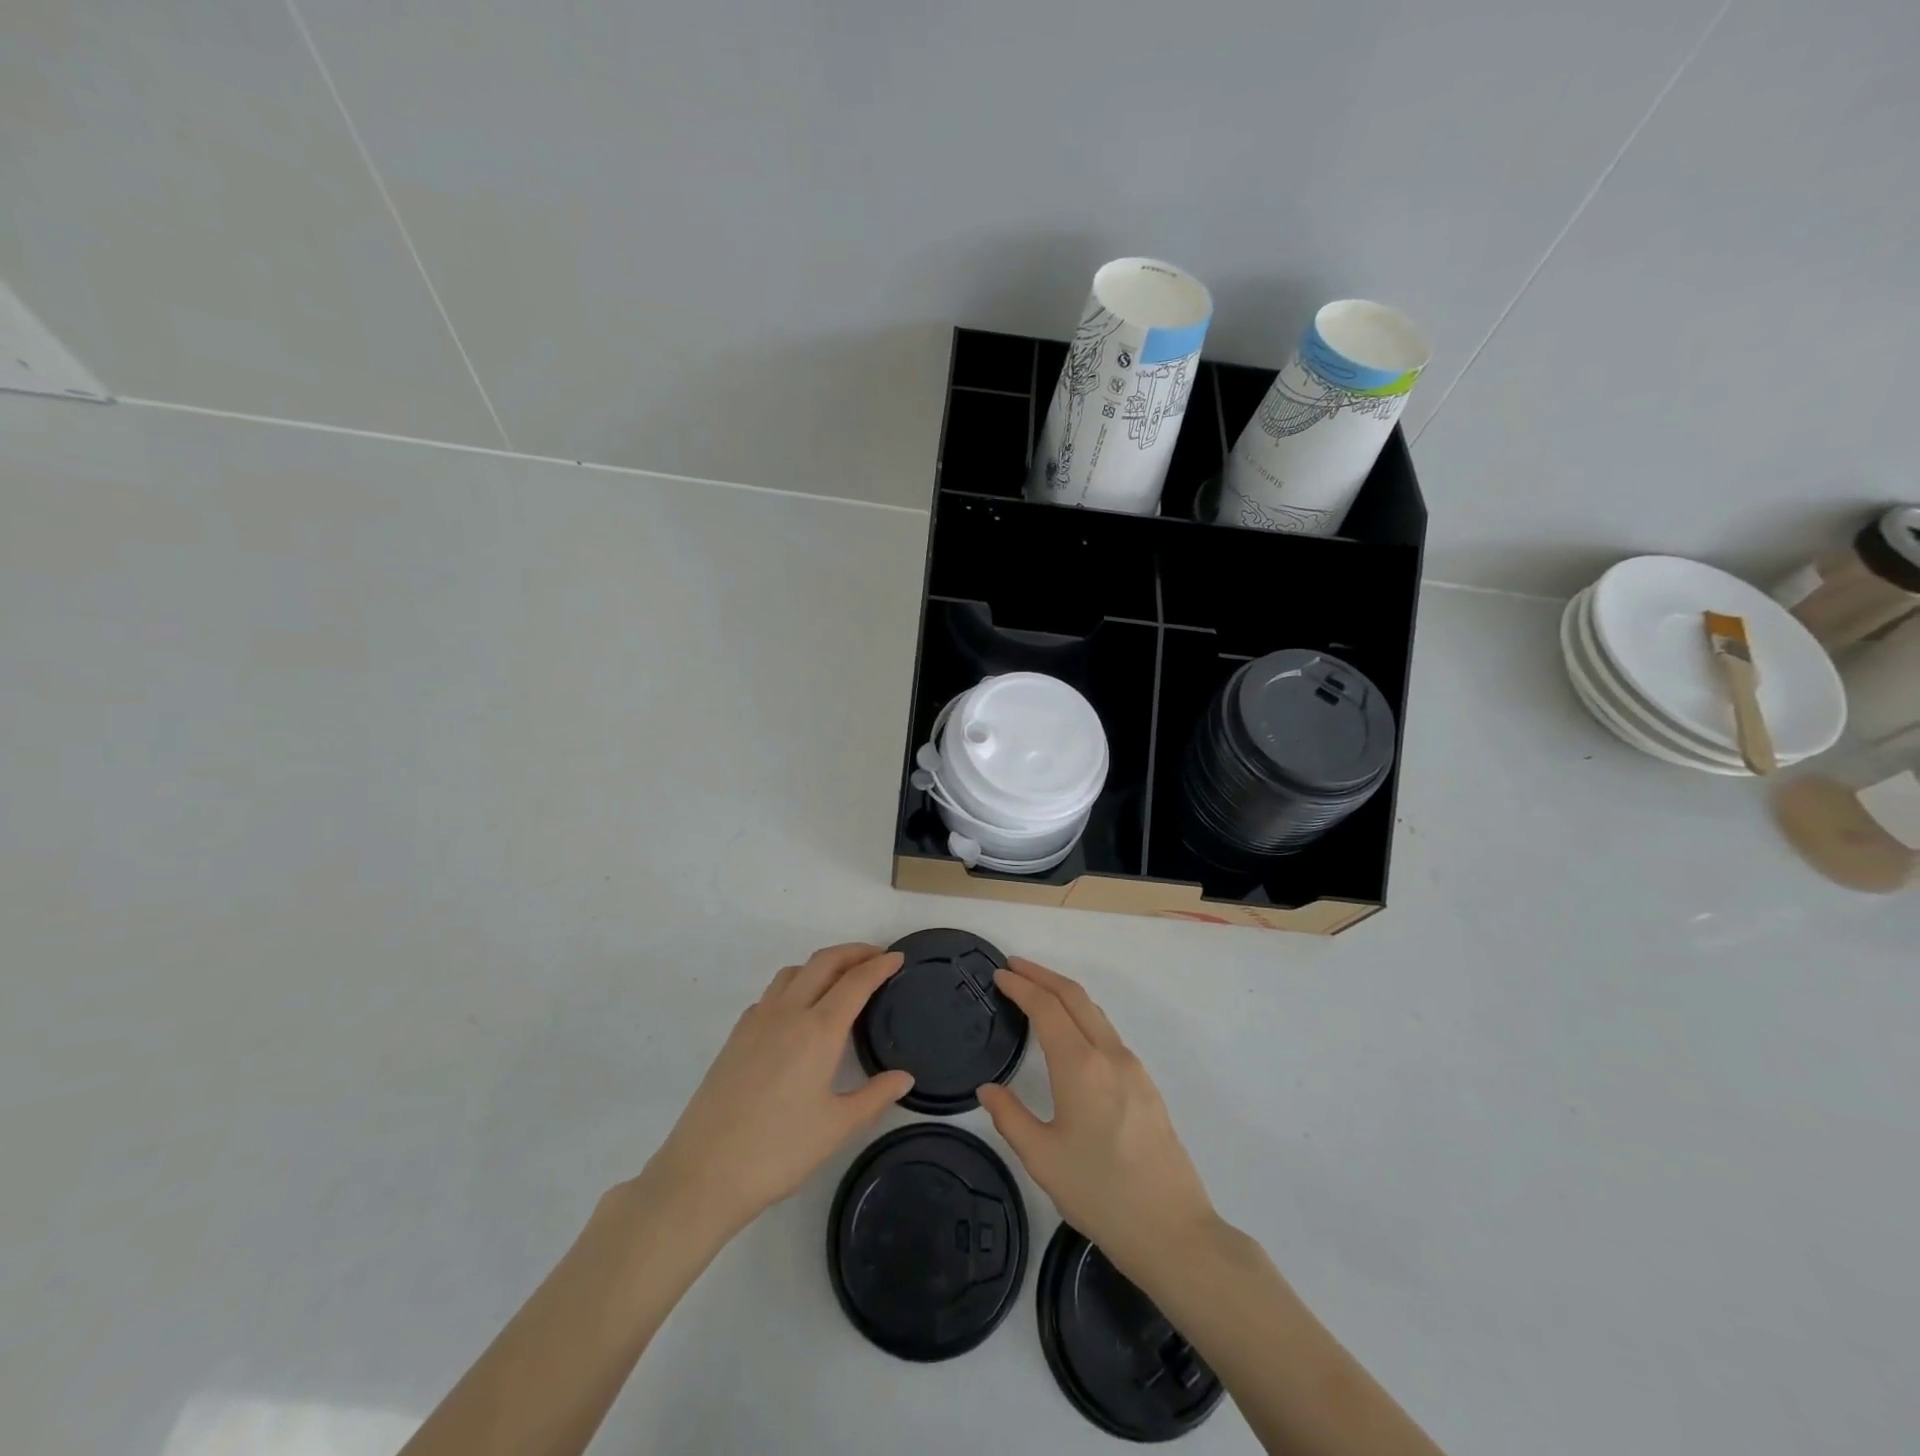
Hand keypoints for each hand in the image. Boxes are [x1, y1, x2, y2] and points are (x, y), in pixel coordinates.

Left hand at [639, 944, 913, 1233]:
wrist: (703, 1173)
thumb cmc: (778, 1151)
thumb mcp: (837, 1128)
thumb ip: (875, 1096)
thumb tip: (905, 1077)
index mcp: (818, 1030)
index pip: (856, 982)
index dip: (880, 965)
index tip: (898, 957)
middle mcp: (788, 1013)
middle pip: (824, 962)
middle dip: (853, 952)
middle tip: (876, 957)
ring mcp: (757, 1021)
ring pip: (794, 972)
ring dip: (821, 965)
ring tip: (840, 980)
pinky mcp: (736, 1036)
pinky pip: (771, 994)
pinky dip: (794, 986)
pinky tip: (798, 1013)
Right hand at [977, 958, 1219, 1281]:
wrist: (1173, 1231)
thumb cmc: (1101, 1194)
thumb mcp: (1043, 1160)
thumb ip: (1010, 1117)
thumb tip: (988, 1089)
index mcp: (1081, 1066)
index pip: (1046, 1008)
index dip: (1021, 986)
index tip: (999, 975)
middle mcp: (1109, 1055)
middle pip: (1074, 996)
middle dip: (1042, 975)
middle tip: (1013, 968)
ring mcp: (1133, 1067)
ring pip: (1095, 1012)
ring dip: (1064, 993)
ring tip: (1037, 992)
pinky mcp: (1146, 1084)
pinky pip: (1108, 1033)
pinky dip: (1082, 1016)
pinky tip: (1070, 1033)